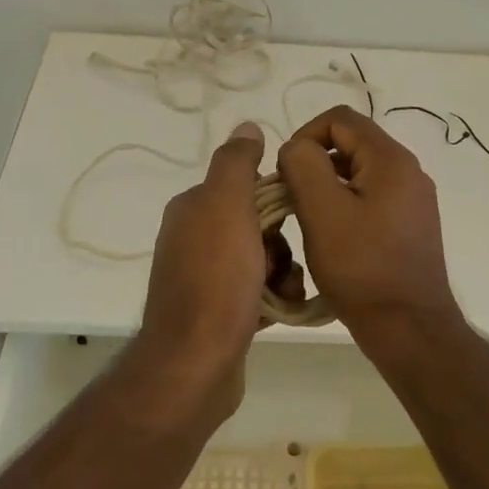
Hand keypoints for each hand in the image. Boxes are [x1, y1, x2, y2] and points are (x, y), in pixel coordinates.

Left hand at [137, 122, 302, 411]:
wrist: (196, 363)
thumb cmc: (216, 280)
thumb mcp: (227, 207)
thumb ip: (236, 163)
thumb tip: (246, 125)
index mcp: (192, 209)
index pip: (244, 186)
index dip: (275, 200)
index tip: (295, 219)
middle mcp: (193, 239)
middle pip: (256, 225)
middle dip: (281, 243)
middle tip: (284, 264)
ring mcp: (203, 279)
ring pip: (261, 260)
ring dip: (282, 272)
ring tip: (285, 293)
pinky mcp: (217, 313)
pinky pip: (257, 292)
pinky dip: (274, 297)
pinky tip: (283, 310)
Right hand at [278, 106, 461, 338]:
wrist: (409, 328)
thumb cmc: (362, 268)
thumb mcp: (321, 211)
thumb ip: (303, 165)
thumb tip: (297, 150)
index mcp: (391, 159)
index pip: (340, 119)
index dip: (304, 135)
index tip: (286, 173)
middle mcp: (408, 171)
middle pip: (350, 144)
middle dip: (314, 164)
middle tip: (291, 200)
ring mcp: (413, 199)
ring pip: (358, 173)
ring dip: (327, 187)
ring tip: (308, 221)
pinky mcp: (410, 224)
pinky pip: (370, 197)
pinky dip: (345, 206)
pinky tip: (332, 238)